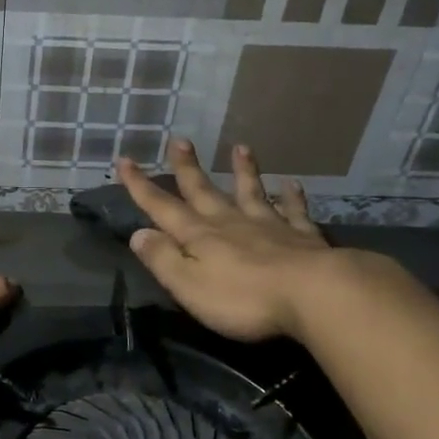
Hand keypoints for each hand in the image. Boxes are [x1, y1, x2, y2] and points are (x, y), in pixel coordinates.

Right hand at [117, 139, 332, 342]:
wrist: (313, 294)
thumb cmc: (243, 298)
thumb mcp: (188, 285)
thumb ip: (162, 259)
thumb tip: (138, 234)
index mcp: (199, 236)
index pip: (162, 208)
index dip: (141, 186)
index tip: (125, 160)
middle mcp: (230, 222)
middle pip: (204, 191)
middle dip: (187, 168)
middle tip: (179, 140)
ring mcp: (268, 226)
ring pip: (251, 192)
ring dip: (244, 171)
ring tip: (240, 147)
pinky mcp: (302, 237)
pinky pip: (294, 211)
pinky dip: (291, 196)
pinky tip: (292, 184)